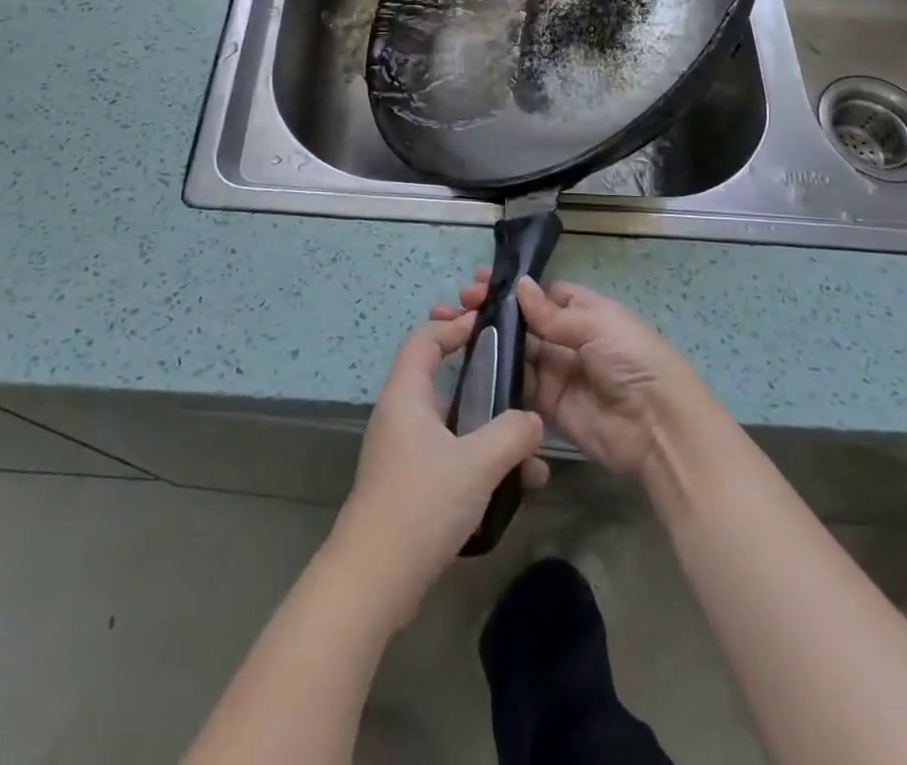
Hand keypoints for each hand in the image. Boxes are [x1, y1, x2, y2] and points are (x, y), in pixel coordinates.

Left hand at [329, 312, 548, 627]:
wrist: (373, 581)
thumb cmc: (421, 504)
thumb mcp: (476, 463)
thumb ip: (512, 434)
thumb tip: (533, 420)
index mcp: (406, 395)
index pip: (425, 339)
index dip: (455, 326)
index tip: (490, 326)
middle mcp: (400, 416)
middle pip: (443, 382)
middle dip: (486, 386)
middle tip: (522, 391)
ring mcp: (403, 453)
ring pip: (454, 426)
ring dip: (491, 435)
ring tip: (531, 459)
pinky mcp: (410, 486)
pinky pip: (451, 458)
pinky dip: (480, 464)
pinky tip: (513, 489)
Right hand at [432, 272, 706, 480]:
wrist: (656, 428)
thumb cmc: (631, 360)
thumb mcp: (595, 325)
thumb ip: (552, 313)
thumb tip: (519, 286)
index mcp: (583, 310)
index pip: (540, 293)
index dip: (510, 288)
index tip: (477, 282)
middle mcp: (567, 338)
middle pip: (522, 321)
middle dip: (491, 310)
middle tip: (457, 304)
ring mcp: (556, 372)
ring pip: (514, 351)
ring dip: (486, 339)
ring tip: (450, 327)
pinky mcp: (547, 405)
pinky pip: (517, 385)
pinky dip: (494, 374)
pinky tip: (466, 363)